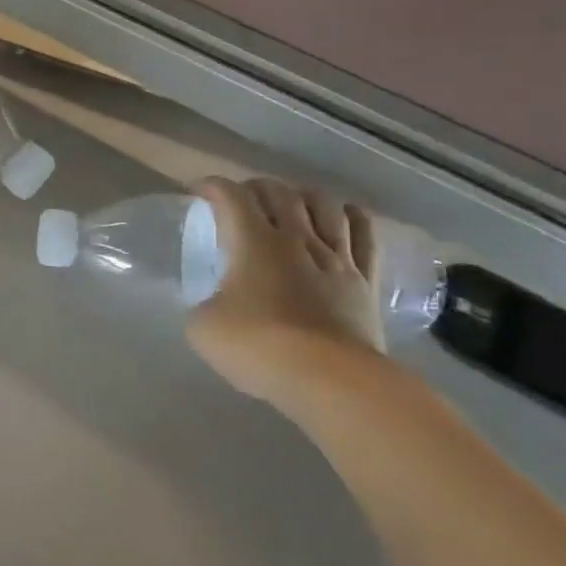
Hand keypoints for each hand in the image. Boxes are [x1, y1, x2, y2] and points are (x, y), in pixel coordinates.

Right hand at [186, 177, 384, 409]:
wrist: (330, 379)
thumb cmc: (259, 347)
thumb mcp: (204, 328)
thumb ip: (202, 305)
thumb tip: (209, 304)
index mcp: (252, 242)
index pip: (231, 196)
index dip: (213, 186)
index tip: (199, 191)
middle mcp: (295, 238)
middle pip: (279, 193)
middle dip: (256, 187)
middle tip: (242, 197)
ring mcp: (335, 257)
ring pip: (324, 205)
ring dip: (303, 195)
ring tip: (292, 201)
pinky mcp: (365, 280)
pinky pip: (364, 235)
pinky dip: (353, 216)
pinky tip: (345, 214)